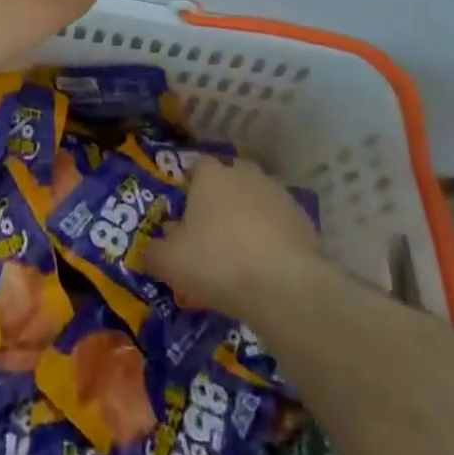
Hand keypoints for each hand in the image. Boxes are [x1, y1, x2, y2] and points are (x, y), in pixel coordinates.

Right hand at [141, 156, 321, 324]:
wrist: (284, 286)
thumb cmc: (217, 262)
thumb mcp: (169, 262)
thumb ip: (153, 251)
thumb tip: (149, 249)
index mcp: (210, 174)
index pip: (195, 168)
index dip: (189, 190)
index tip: (185, 216)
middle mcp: (244, 173)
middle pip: (228, 180)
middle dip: (220, 200)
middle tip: (212, 234)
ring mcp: (277, 193)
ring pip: (256, 200)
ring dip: (248, 218)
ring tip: (240, 254)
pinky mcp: (303, 219)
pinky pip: (280, 223)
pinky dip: (272, 238)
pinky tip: (266, 266)